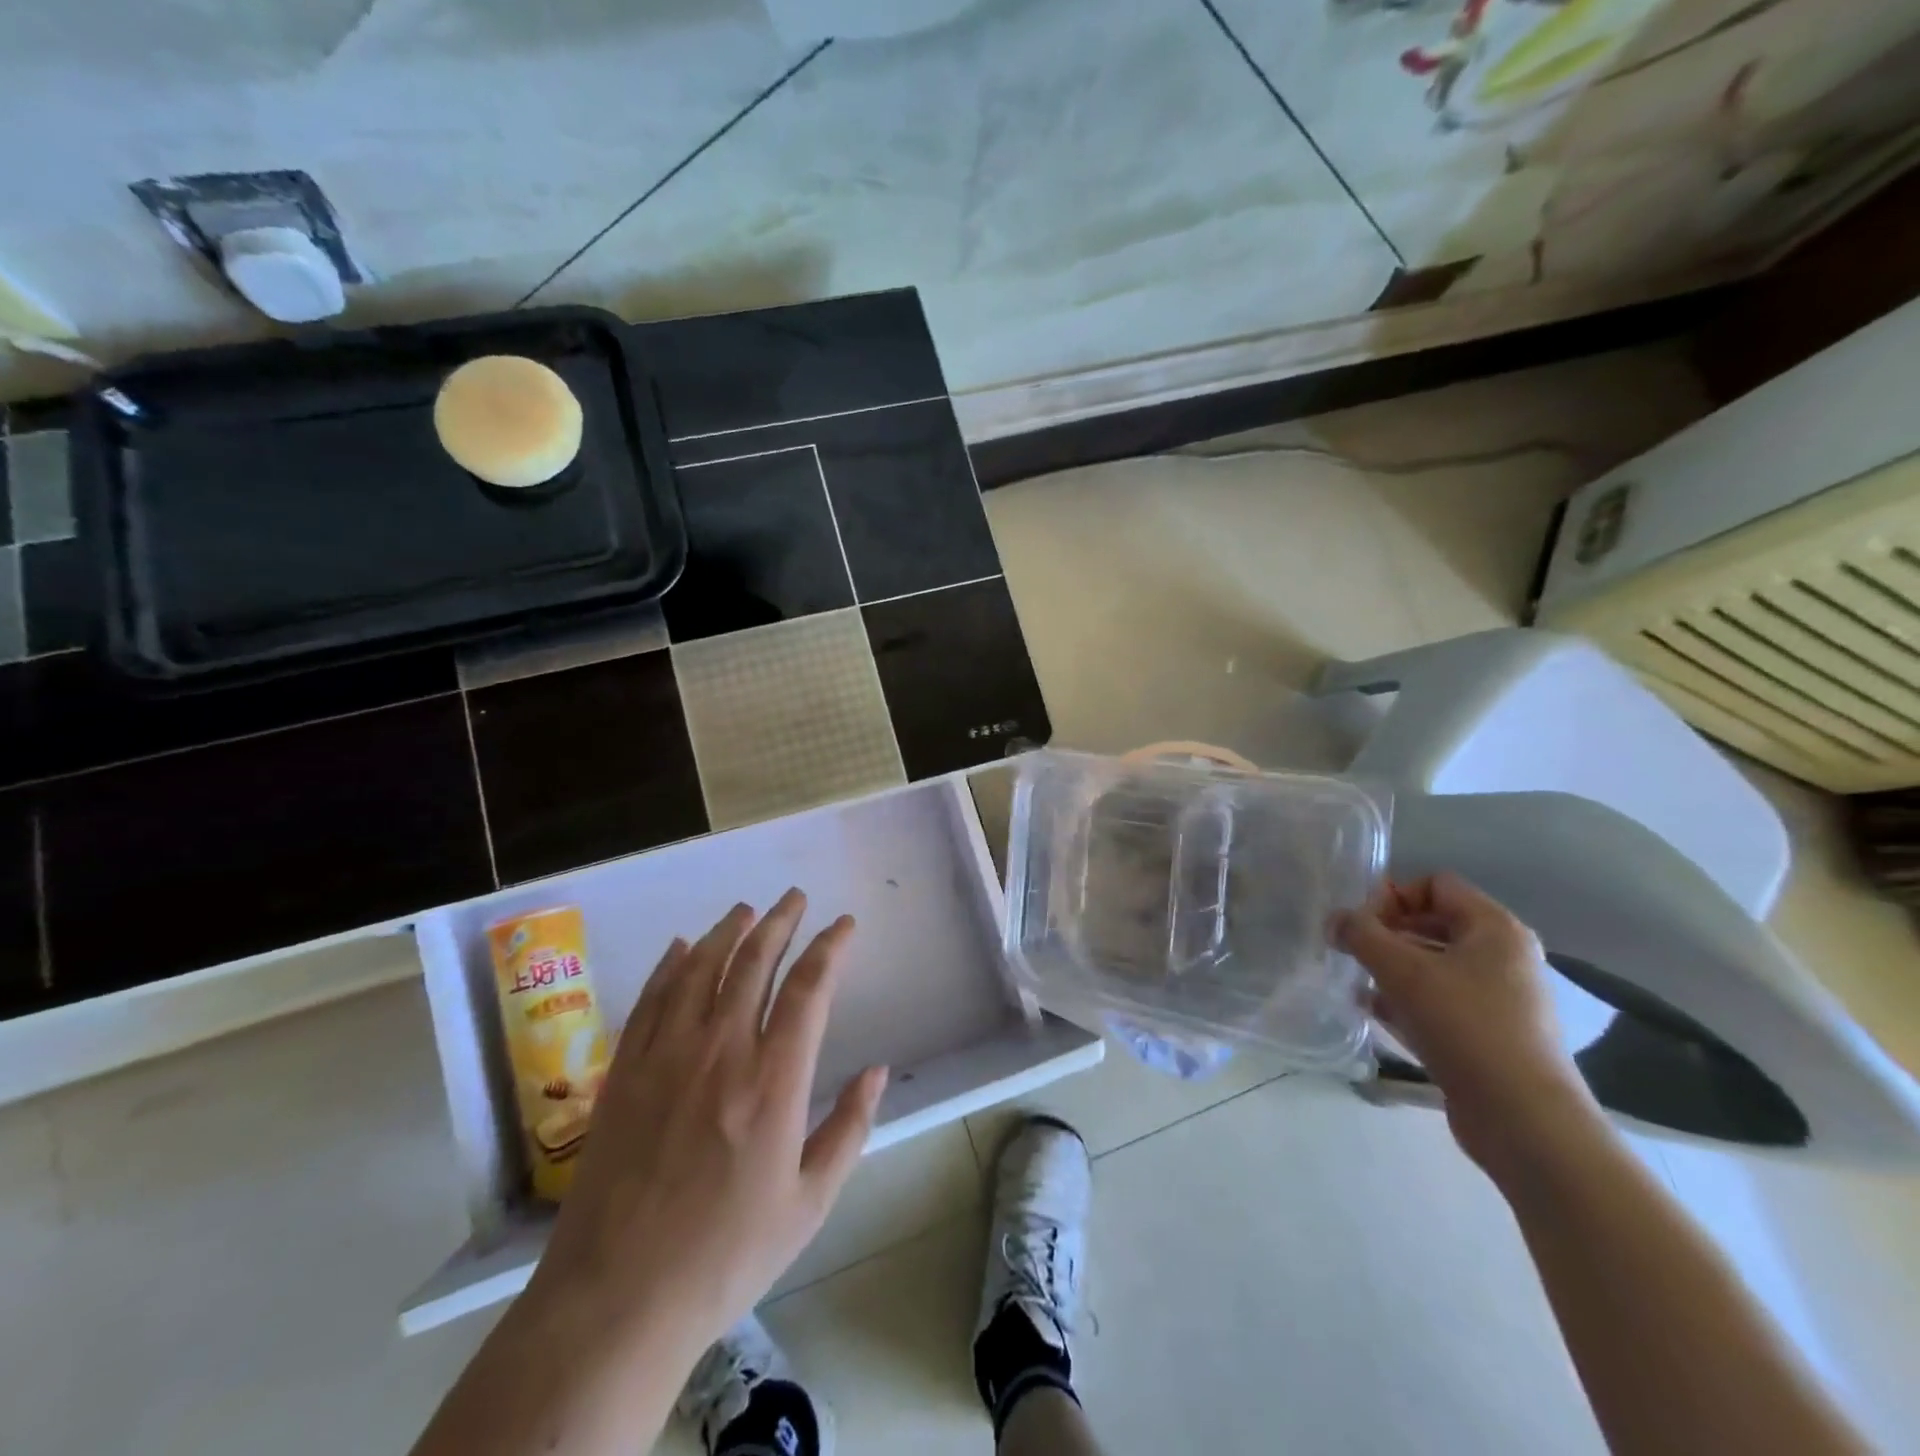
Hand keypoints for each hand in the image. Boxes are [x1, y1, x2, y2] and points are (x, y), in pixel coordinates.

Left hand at [528, 889, 888, 1359]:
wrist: (616, 1300)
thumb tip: (877, 1070)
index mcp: (773, 1081)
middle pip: (753, 963)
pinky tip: (680, 948)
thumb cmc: (725, 1255)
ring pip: (700, 969)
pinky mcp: (624, 1072)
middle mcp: (721, 1051)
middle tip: (795, 898)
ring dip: (727, 932)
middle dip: (780, 922)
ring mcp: (666, 1056)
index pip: (809, 988)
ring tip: (746, 910)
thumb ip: (849, 1128)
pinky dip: (670, 965)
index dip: (830, 947)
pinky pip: (652, 999)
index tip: (844, 925)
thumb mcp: (809, 1203)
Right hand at [1339, 873, 1598, 1176]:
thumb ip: (1361, 935)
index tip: (1361, 924)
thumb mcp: (1402, 971)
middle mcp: (1504, 957)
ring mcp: (1500, 999)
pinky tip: (1375, 1014)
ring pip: (1434, 965)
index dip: (1393, 896)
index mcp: (1495, 929)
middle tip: (1353, 951)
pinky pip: (1440, 1002)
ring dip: (1392, 968)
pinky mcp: (1490, 1036)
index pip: (1436, 885)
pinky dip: (1407, 1001)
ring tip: (1357, 982)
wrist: (1525, 1121)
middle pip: (1433, 924)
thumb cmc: (1466, 1027)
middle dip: (1387, 933)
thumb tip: (1335, 919)